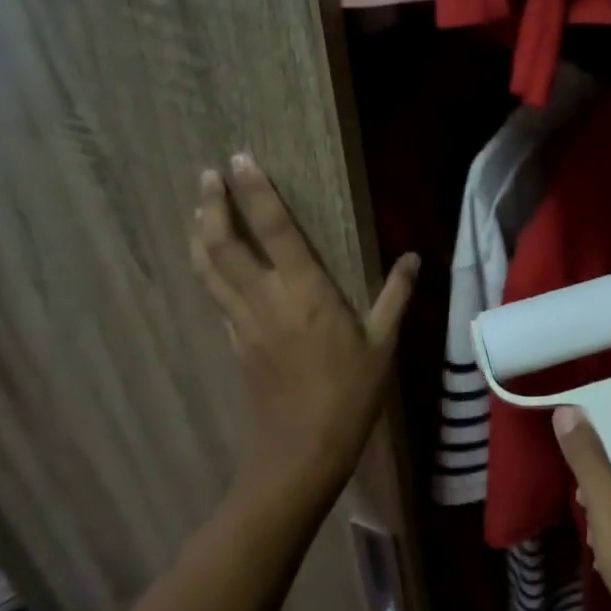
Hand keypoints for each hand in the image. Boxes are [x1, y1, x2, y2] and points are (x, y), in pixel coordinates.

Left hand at [190, 155, 417, 497]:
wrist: (303, 449)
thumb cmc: (350, 394)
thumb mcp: (383, 344)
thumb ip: (396, 296)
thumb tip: (413, 258)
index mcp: (306, 293)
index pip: (275, 231)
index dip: (256, 193)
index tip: (240, 161)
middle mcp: (266, 299)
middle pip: (224, 244)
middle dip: (214, 205)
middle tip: (208, 175)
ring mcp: (244, 322)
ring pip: (210, 269)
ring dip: (201, 233)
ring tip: (198, 208)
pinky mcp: (235, 342)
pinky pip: (215, 295)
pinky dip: (207, 269)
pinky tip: (209, 262)